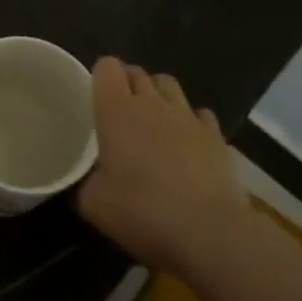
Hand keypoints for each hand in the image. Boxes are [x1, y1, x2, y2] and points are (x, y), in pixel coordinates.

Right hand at [77, 58, 252, 272]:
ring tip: (151, 120)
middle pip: (138, 73)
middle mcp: (153, 104)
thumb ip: (84, 181)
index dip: (99, 76)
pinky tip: (186, 142)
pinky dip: (190, 121)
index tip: (93, 96)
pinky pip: (200, 114)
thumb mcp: (93, 203)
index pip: (107, 67)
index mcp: (116, 111)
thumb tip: (85, 178)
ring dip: (158, 95)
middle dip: (126, 83)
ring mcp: (189, 118)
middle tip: (117, 111)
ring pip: (170, 86)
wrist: (209, 233)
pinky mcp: (218, 137)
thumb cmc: (142, 212)